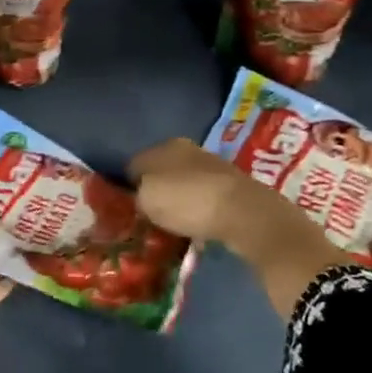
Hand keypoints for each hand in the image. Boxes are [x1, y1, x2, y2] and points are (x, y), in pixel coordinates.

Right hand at [127, 139, 314, 258]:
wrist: (245, 214)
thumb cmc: (188, 201)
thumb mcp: (146, 199)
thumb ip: (136, 195)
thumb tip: (138, 197)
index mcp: (164, 146)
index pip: (134, 162)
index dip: (127, 185)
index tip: (125, 208)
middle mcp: (189, 150)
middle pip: (161, 172)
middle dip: (155, 192)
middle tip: (147, 217)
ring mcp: (213, 167)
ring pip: (184, 185)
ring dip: (178, 202)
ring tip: (171, 225)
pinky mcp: (233, 188)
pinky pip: (204, 199)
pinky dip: (198, 211)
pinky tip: (195, 226)